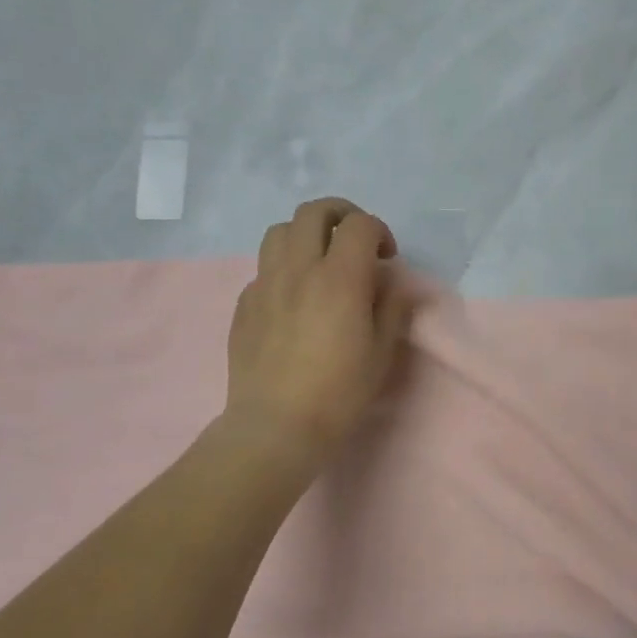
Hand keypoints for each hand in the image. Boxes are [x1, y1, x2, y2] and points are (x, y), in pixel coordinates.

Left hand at [224, 198, 417, 456]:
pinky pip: (263, 268)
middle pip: (313, 211)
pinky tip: (293, 299)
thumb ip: (392, 308)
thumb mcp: (381, 353)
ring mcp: (265, 284)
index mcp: (339, 279)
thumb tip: (392, 284)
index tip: (387, 257)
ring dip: (305, 235)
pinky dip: (283, 269)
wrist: (277, 426)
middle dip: (340, 215)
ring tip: (319, 261)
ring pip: (280, 231)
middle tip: (354, 241)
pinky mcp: (244, 304)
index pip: (360, 225)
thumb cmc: (339, 394)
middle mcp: (299, 270)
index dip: (379, 231)